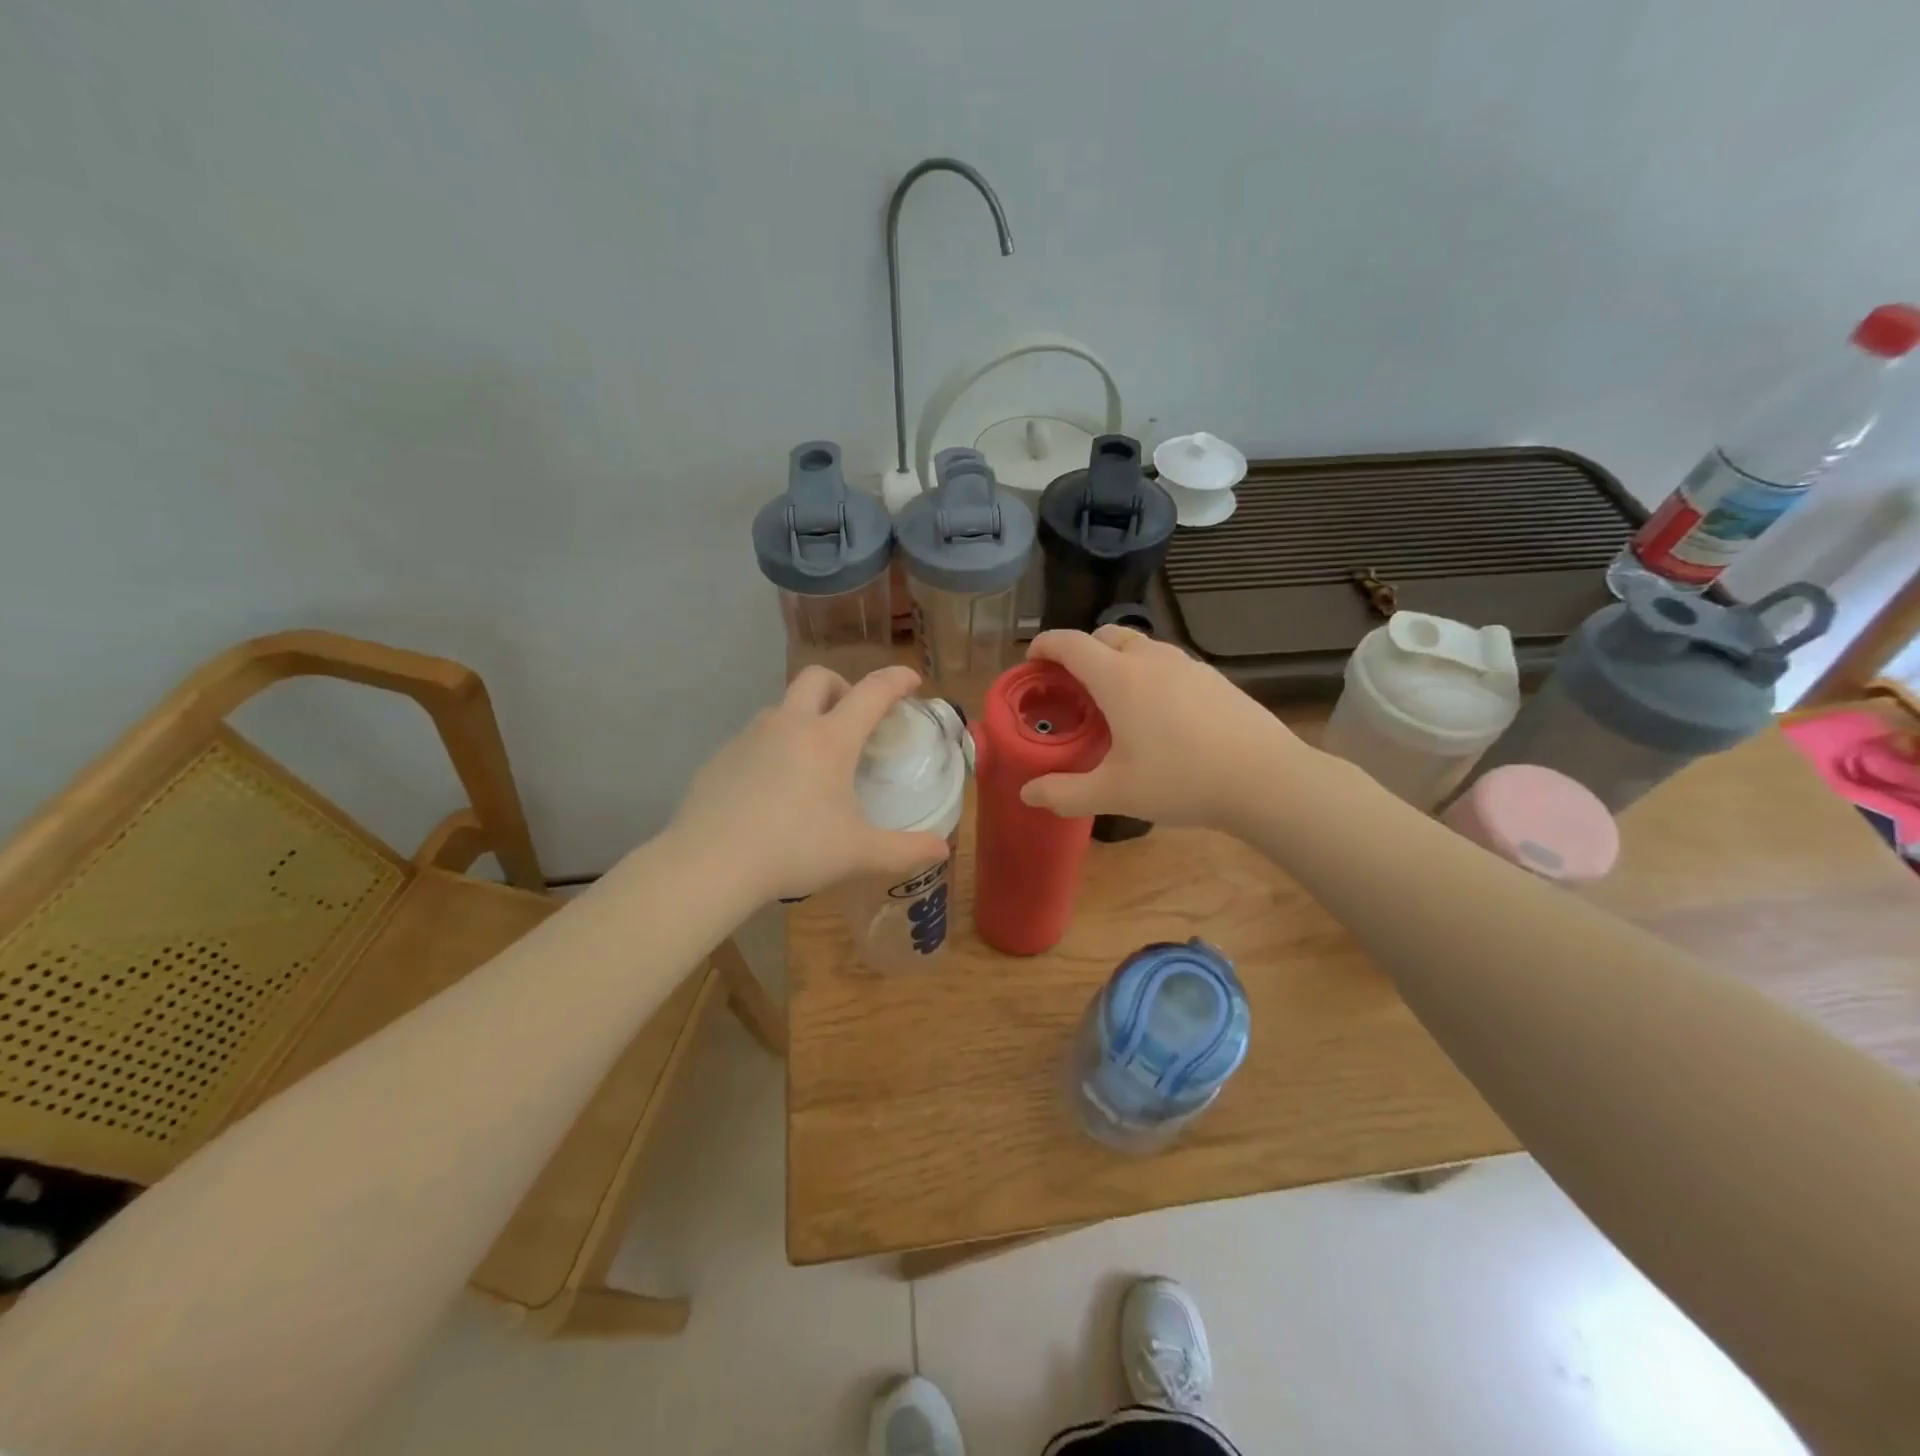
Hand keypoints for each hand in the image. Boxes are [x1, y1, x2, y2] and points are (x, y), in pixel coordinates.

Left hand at [668, 665, 950, 902]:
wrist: (710, 864)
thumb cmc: (794, 850)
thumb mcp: (858, 853)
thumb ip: (905, 850)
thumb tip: (942, 849)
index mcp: (829, 740)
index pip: (872, 692)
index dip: (896, 680)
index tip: (911, 680)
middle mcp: (789, 725)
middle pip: (818, 678)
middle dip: (842, 686)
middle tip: (853, 718)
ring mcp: (749, 737)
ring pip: (782, 707)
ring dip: (804, 717)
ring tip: (813, 760)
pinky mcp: (721, 757)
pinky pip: (755, 738)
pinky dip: (774, 747)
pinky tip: (773, 788)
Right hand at [1020, 627, 1315, 831]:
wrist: (1266, 778)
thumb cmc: (1181, 780)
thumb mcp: (1114, 793)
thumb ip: (1065, 793)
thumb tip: (1028, 794)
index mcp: (1118, 677)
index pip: (1070, 643)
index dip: (1045, 645)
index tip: (1032, 660)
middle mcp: (1151, 659)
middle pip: (1106, 635)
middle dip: (1081, 651)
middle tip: (1072, 686)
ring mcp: (1188, 665)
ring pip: (1141, 647)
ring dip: (1118, 661)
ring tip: (1115, 700)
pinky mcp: (1215, 678)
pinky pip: (1169, 664)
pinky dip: (1149, 674)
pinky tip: (1160, 714)